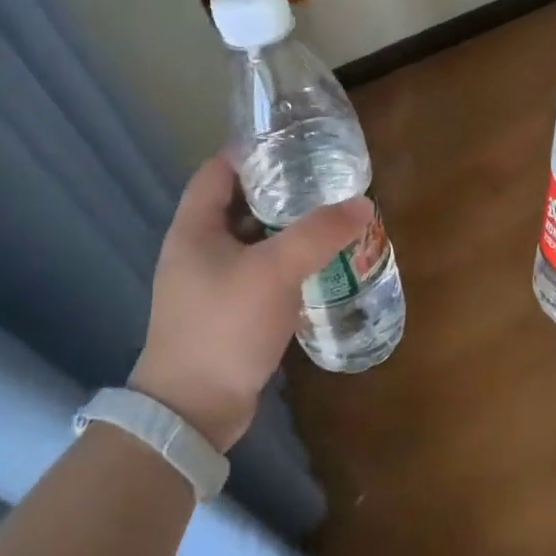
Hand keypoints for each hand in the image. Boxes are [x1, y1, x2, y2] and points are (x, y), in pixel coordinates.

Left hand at [131, 157, 370, 451]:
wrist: (193, 410)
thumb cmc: (224, 326)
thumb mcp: (275, 272)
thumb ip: (318, 234)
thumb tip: (363, 204)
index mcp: (194, 228)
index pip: (218, 169)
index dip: (253, 152)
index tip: (296, 146)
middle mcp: (196, 249)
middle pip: (237, 203)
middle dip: (278, 191)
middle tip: (323, 182)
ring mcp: (209, 283)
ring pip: (250, 240)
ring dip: (284, 230)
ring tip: (328, 218)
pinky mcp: (225, 312)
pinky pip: (257, 273)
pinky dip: (283, 264)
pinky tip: (316, 266)